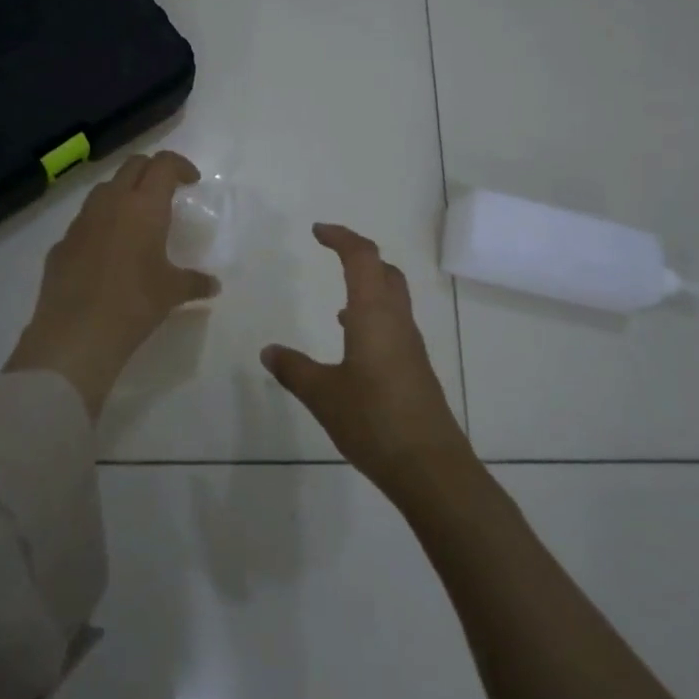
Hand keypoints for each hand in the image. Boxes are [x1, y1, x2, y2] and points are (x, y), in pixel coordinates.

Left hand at [6, 150, 219, 415]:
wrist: (76, 335)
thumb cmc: (134, 304)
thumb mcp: (172, 293)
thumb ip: (195, 282)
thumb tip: (213, 285)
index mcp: (144, 206)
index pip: (163, 164)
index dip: (180, 166)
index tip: (191, 182)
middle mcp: (111, 203)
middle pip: (132, 166)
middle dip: (152, 171)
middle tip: (166, 192)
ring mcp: (81, 221)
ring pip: (104, 189)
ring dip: (123, 192)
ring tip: (136, 219)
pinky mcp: (61, 243)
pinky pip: (85, 221)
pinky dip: (100, 223)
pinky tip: (107, 252)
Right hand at [261, 223, 474, 497]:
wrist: (430, 466)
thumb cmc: (374, 421)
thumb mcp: (322, 394)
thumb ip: (293, 369)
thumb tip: (268, 351)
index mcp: (374, 315)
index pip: (362, 258)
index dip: (341, 237)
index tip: (317, 231)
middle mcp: (396, 321)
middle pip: (384, 270)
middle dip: (359, 255)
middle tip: (332, 252)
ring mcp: (409, 344)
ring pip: (392, 297)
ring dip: (368, 286)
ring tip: (339, 298)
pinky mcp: (414, 367)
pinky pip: (393, 323)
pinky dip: (372, 315)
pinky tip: (353, 341)